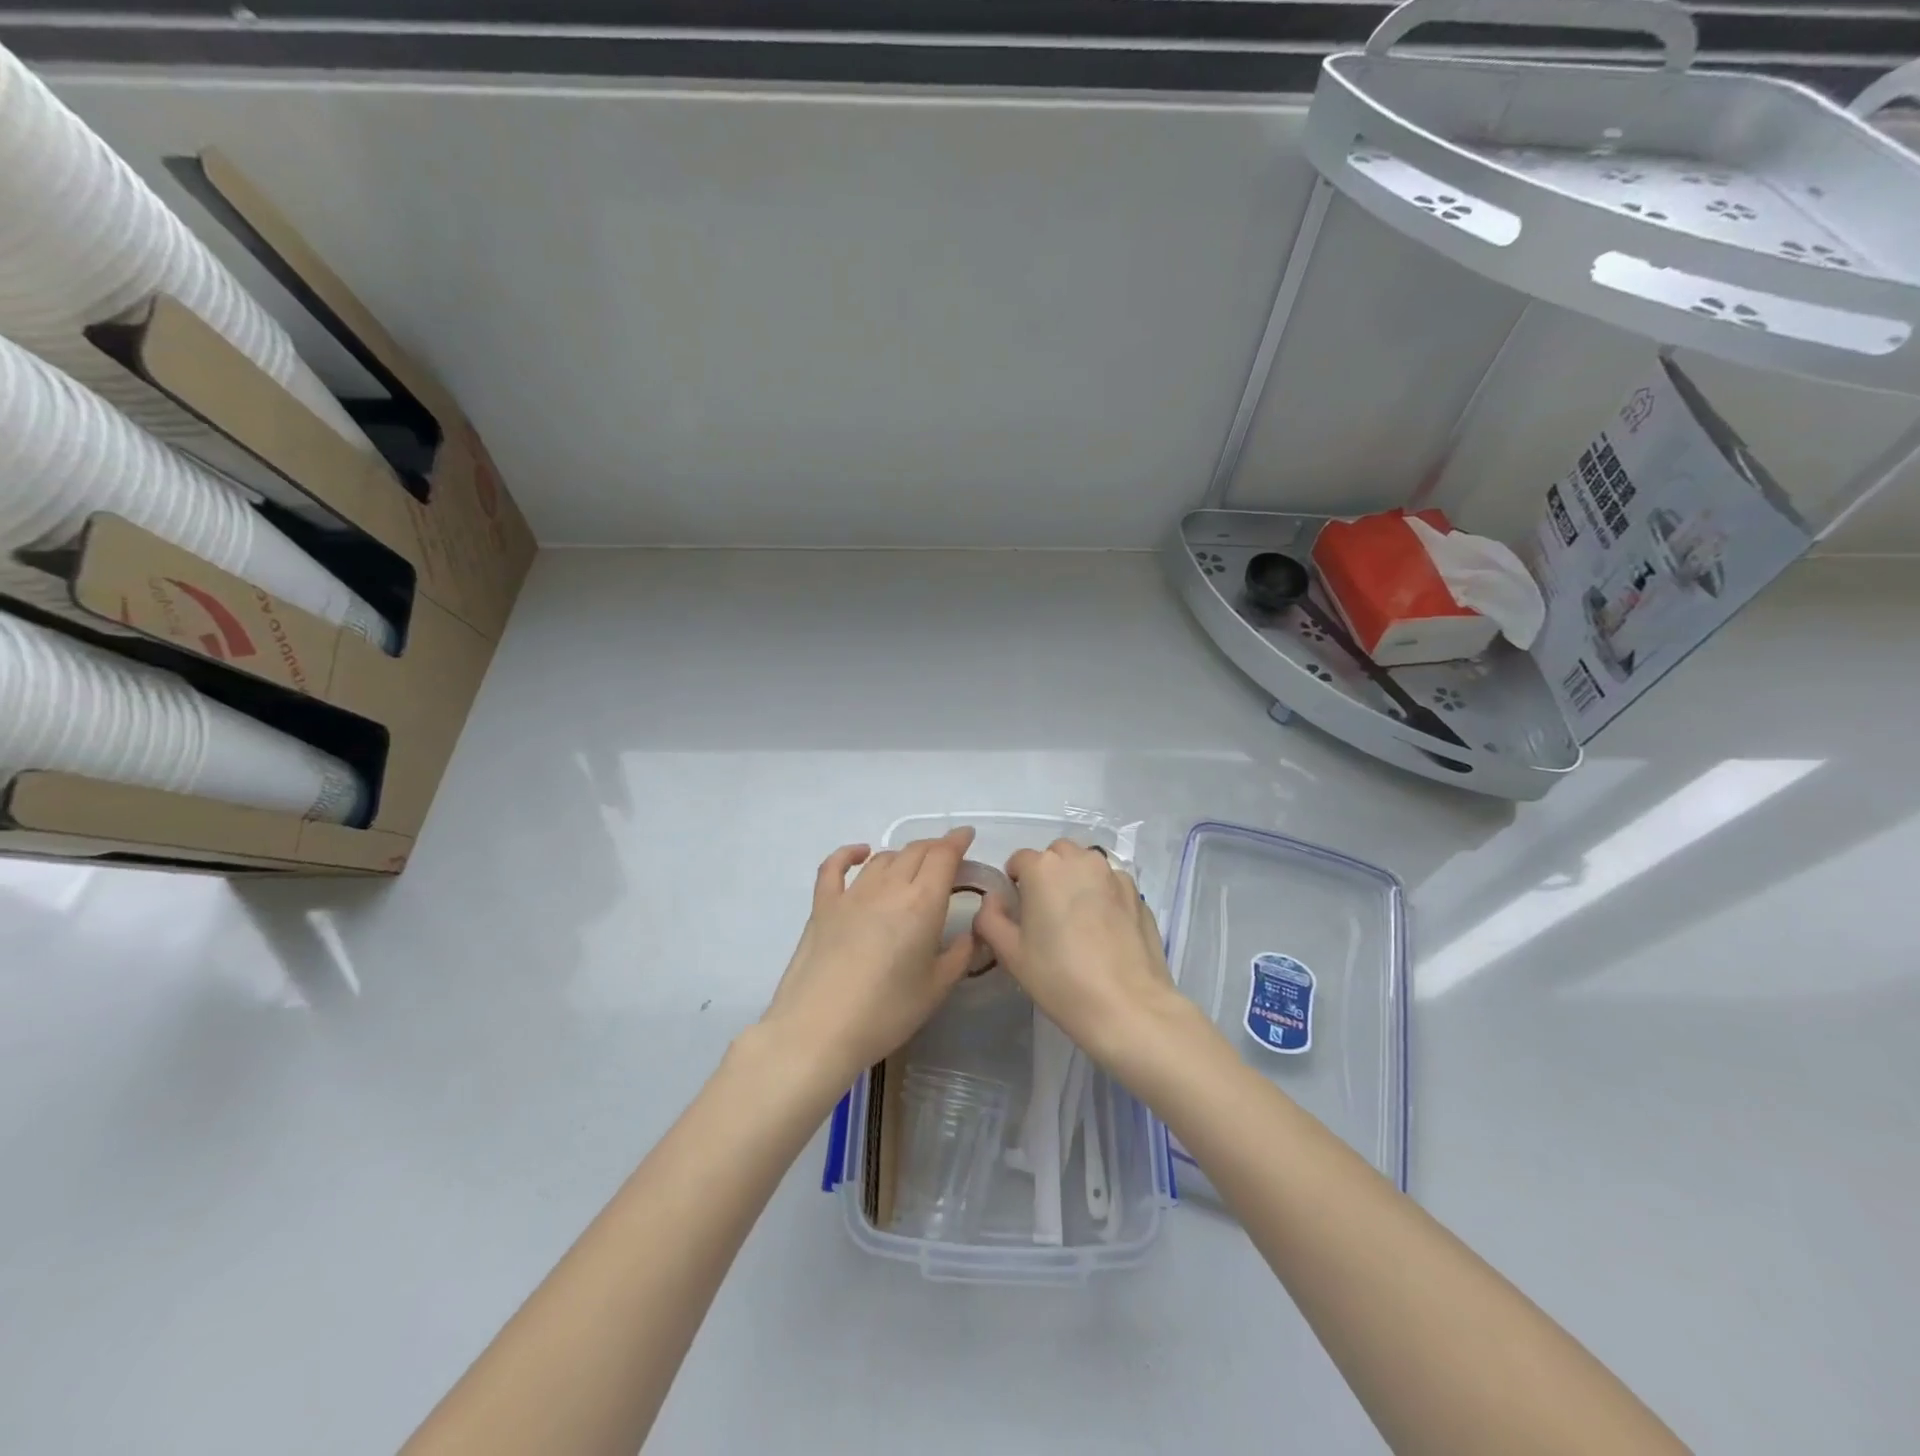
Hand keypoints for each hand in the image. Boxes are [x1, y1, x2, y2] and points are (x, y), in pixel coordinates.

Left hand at [759, 828, 979, 1086]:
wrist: (818, 1030)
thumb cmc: (886, 1013)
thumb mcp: (936, 989)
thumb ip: (959, 955)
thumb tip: (969, 933)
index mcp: (922, 903)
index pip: (943, 856)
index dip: (957, 841)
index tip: (967, 836)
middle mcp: (889, 888)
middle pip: (915, 851)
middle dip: (935, 848)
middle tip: (946, 857)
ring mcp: (851, 894)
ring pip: (883, 858)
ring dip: (902, 856)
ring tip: (912, 868)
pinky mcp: (823, 905)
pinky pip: (835, 867)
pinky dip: (850, 854)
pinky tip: (861, 853)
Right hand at [974, 838, 1186, 1068]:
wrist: (1128, 1006)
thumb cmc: (1060, 979)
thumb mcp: (1010, 953)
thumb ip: (990, 918)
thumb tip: (994, 900)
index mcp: (1043, 868)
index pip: (1019, 860)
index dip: (1014, 884)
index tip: (1019, 912)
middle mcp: (1080, 860)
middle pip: (1055, 855)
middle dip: (1047, 874)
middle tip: (1047, 913)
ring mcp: (1113, 874)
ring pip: (1086, 864)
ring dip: (1076, 879)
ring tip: (1077, 918)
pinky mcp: (1137, 893)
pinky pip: (1111, 882)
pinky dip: (1102, 893)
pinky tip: (1104, 928)